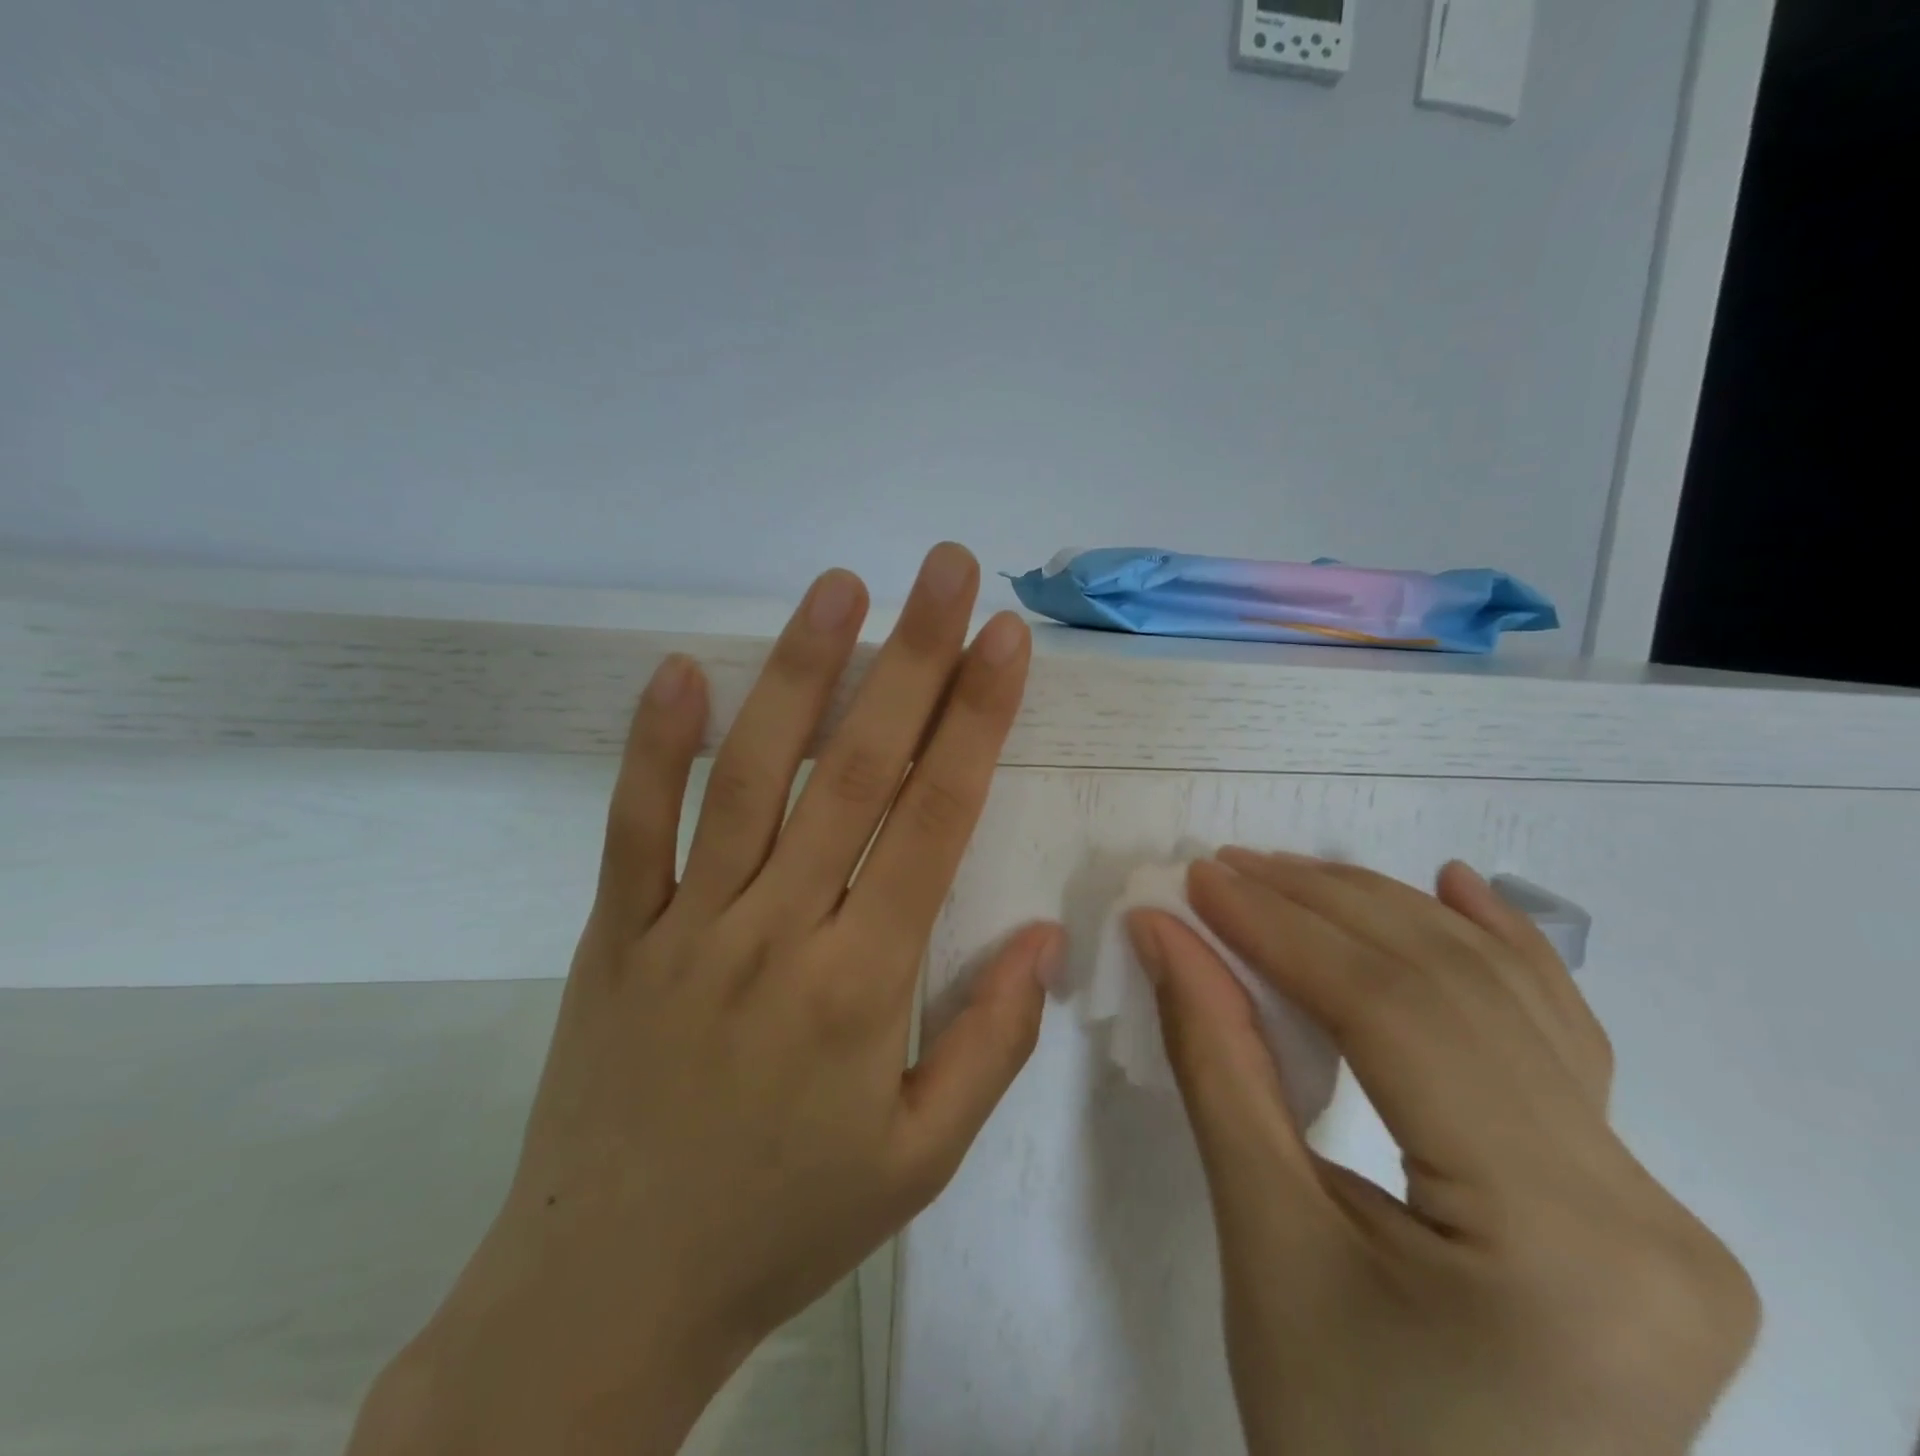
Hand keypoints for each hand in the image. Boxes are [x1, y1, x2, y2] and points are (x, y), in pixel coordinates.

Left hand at [348, 543, 1063, 1455]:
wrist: (610, 1295)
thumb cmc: (786, 1223)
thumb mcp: (920, 1158)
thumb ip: (992, 1040)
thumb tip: (1044, 934)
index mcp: (863, 982)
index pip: (935, 817)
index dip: (977, 718)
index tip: (1005, 640)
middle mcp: (779, 929)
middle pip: (857, 768)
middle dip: (912, 657)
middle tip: (944, 569)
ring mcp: (687, 924)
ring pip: (752, 774)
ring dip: (799, 671)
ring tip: (839, 587)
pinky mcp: (616, 934)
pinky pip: (633, 826)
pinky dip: (654, 745)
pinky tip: (678, 671)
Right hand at [1129, 852, 1758, 1455]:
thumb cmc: (1339, 1441)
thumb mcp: (1263, 1240)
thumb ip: (1216, 1063)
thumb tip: (1165, 936)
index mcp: (1563, 1244)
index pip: (1400, 1018)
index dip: (1286, 930)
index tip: (1201, 881)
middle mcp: (1644, 1212)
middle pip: (1457, 993)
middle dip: (1326, 909)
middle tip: (1228, 868)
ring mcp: (1656, 1208)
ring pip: (1506, 1002)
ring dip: (1387, 918)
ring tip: (1295, 873)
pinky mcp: (1632, 1205)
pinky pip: (1557, 1045)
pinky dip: (1498, 952)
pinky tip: (1458, 888)